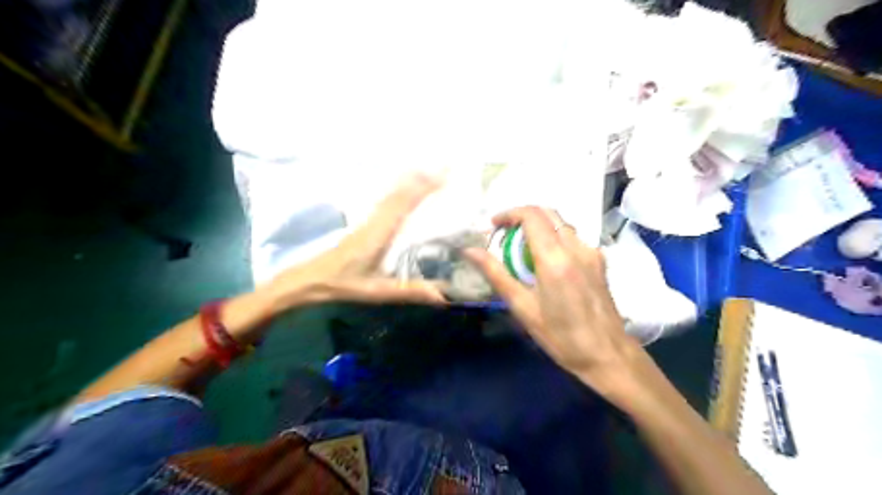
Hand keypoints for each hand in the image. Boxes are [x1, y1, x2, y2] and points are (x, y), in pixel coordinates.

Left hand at [267, 173, 448, 306]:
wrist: (311, 278)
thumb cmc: (343, 283)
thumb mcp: (377, 291)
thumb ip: (409, 291)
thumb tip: (442, 296)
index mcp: (379, 233)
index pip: (404, 204)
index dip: (424, 187)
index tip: (444, 175)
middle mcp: (375, 219)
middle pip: (401, 192)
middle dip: (423, 177)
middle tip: (447, 166)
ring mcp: (369, 218)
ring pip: (393, 192)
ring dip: (412, 179)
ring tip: (432, 170)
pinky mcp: (365, 221)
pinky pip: (387, 198)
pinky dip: (402, 188)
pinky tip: (408, 185)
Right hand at [465, 209, 645, 397]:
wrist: (607, 354)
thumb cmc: (560, 336)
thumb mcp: (522, 307)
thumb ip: (496, 273)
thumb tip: (470, 251)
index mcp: (554, 258)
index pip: (531, 215)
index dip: (509, 214)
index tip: (494, 225)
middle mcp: (576, 247)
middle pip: (548, 213)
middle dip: (523, 217)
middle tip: (505, 235)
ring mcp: (591, 252)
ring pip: (561, 224)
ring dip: (540, 227)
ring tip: (523, 250)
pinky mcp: (599, 260)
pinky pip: (573, 238)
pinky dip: (555, 238)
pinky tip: (546, 262)